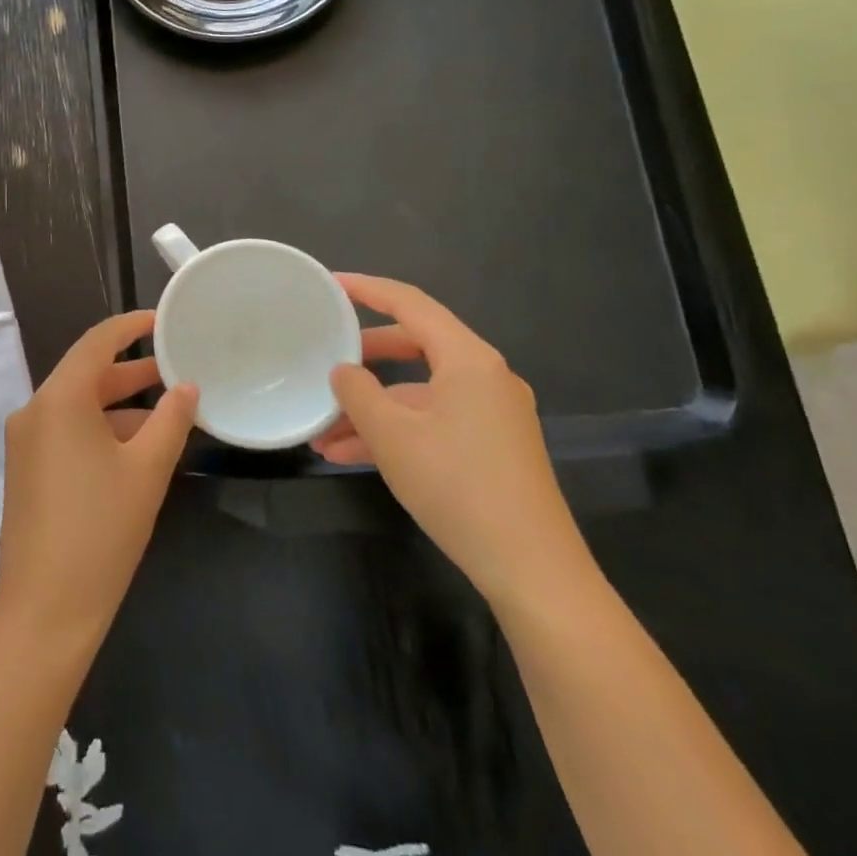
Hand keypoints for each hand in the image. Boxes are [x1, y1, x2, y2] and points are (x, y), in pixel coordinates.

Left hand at [0, 311, 196, 645]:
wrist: (45, 610)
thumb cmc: (101, 530)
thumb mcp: (147, 471)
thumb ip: (171, 420)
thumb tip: (187, 387)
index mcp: (58, 399)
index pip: (96, 342)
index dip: (131, 326)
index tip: (163, 320)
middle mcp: (34, 411)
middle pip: (87, 374)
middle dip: (133, 371)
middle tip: (177, 367)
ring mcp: (26, 442)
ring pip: (79, 406)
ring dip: (120, 405)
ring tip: (169, 412)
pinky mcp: (26, 469)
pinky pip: (67, 432)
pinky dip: (101, 430)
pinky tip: (137, 448)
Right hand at [314, 273, 592, 610]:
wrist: (533, 571)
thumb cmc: (458, 488)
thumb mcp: (392, 436)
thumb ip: (358, 393)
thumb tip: (343, 372)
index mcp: (469, 360)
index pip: (411, 304)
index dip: (367, 289)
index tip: (331, 284)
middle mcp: (486, 377)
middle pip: (415, 346)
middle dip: (365, 357)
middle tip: (325, 360)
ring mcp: (492, 413)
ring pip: (419, 392)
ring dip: (373, 407)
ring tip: (324, 431)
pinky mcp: (492, 446)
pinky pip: (433, 421)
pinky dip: (396, 431)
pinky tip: (351, 456)